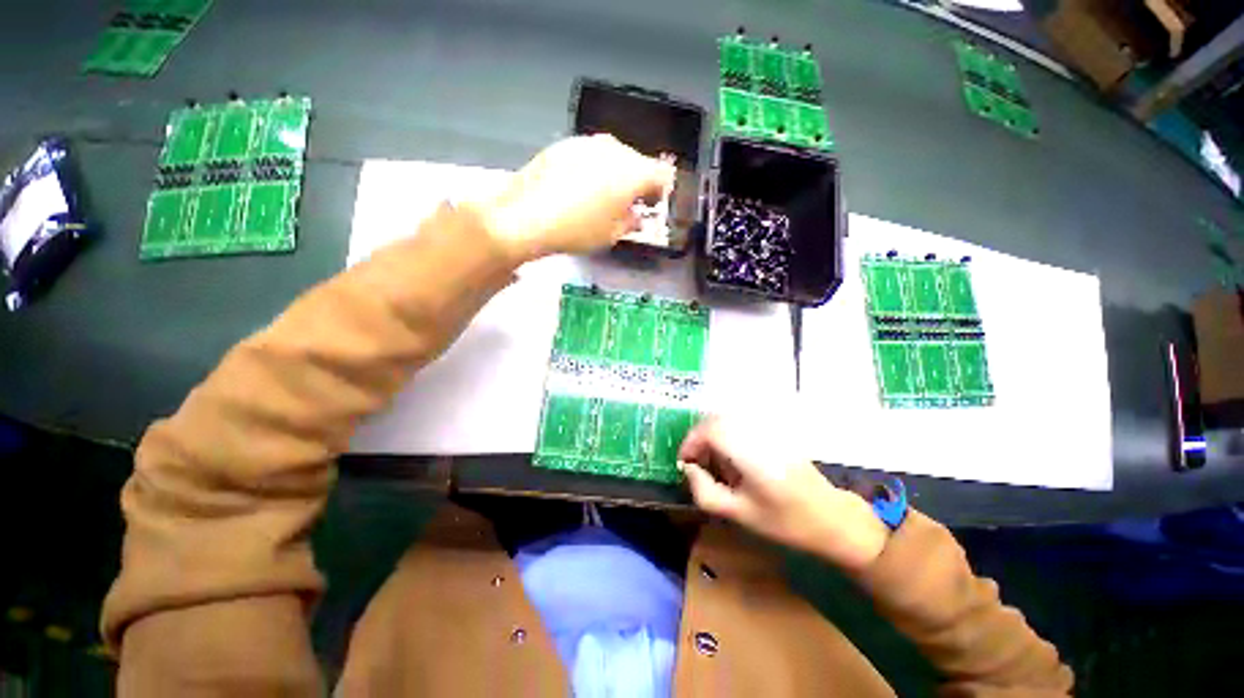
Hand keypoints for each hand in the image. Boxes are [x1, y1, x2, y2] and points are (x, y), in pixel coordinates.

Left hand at [473, 135, 675, 262]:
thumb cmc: (578, 230)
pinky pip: (589, 156)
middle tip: (626, 205)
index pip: (663, 175)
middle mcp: (615, 149)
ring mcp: (587, 142)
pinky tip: (577, 189)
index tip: (651, 206)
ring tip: (600, 198)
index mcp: (633, 172)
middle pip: (638, 162)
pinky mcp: (565, 144)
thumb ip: (631, 222)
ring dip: (614, 175)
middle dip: (637, 183)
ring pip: (613, 157)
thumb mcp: (612, 235)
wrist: (527, 216)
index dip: (661, 192)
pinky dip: (592, 170)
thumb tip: (635, 215)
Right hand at [678, 416, 889, 572]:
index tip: (685, 463)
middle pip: (716, 420)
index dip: (690, 443)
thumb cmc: (785, 522)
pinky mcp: (773, 433)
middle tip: (695, 463)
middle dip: (699, 438)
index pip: (709, 431)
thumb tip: (689, 469)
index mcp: (749, 452)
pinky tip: (731, 457)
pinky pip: (741, 424)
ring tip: (711, 462)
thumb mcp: (740, 514)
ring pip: (727, 419)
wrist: (831, 518)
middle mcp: (757, 433)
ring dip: (712, 435)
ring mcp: (767, 430)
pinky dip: (727, 435)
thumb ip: (706, 492)